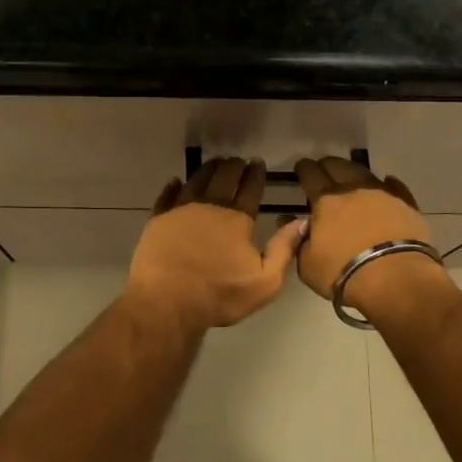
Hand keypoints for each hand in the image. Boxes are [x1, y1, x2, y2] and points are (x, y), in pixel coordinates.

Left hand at [126, 158, 302, 332]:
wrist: (167, 301)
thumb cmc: (220, 295)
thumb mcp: (265, 282)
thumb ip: (284, 249)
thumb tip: (302, 221)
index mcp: (237, 220)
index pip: (250, 190)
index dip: (256, 175)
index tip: (258, 162)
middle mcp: (210, 207)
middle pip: (224, 178)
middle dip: (234, 167)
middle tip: (238, 160)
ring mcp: (181, 211)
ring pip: (197, 180)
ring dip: (208, 170)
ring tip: (214, 163)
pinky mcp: (159, 220)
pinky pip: (167, 196)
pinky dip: (173, 187)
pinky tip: (175, 182)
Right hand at [294, 157, 448, 320]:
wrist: (396, 280)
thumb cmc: (344, 273)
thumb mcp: (307, 265)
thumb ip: (297, 240)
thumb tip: (287, 220)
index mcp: (326, 201)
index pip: (311, 175)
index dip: (304, 169)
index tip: (301, 168)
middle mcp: (353, 189)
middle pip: (338, 166)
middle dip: (327, 165)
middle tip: (323, 170)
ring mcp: (383, 194)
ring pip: (365, 172)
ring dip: (354, 171)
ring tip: (350, 176)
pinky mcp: (407, 205)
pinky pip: (395, 187)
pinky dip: (387, 184)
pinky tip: (386, 183)